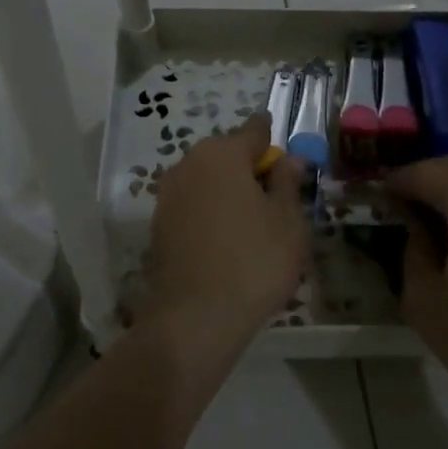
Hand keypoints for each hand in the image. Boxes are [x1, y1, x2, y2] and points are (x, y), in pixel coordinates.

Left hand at [141, 115, 307, 350]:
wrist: (194, 318)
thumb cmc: (253, 262)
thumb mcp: (288, 221)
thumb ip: (288, 182)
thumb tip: (289, 158)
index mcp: (222, 154)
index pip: (254, 130)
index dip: (272, 138)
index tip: (286, 151)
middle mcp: (188, 165)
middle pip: (227, 154)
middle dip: (250, 168)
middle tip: (275, 196)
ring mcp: (168, 196)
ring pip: (207, 181)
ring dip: (229, 191)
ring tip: (254, 223)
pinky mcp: (158, 225)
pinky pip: (193, 206)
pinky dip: (211, 212)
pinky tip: (228, 240)